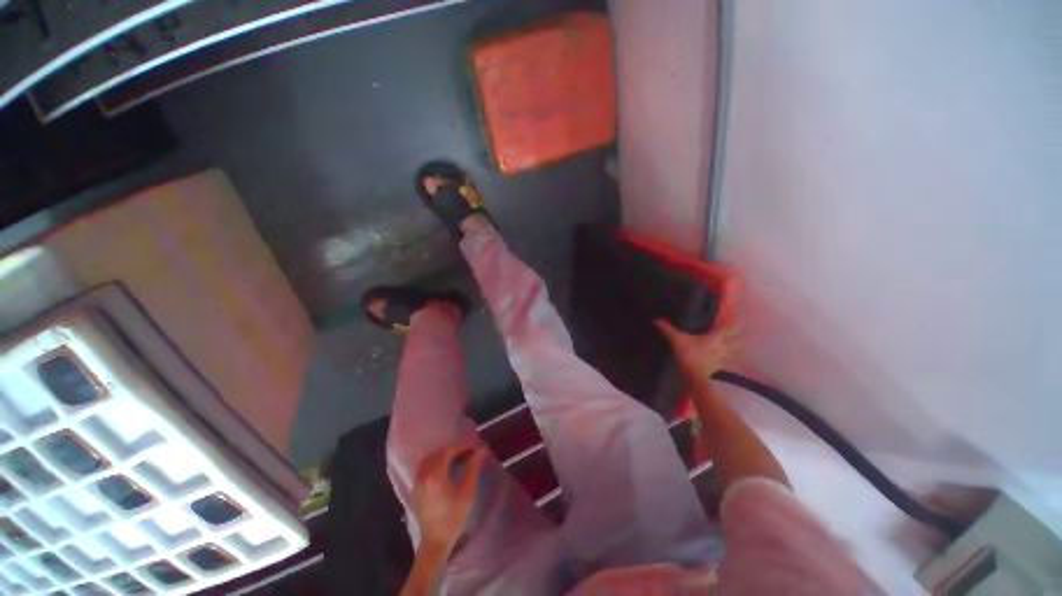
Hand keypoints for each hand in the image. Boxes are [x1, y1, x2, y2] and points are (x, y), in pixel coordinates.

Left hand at [411, 441, 487, 549]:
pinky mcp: (415, 489)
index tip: (475, 446)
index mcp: (435, 474)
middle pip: (438, 453)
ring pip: (430, 459)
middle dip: (454, 449)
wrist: (436, 542)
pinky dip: (436, 462)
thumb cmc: (454, 517)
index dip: (463, 446)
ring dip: (444, 455)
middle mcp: (423, 475)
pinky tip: (446, 468)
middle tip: (469, 452)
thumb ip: (473, 467)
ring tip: (459, 458)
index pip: (449, 451)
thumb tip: (481, 449)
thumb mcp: (468, 491)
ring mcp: (417, 482)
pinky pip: (425, 467)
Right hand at [656, 319, 739, 381]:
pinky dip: (726, 355)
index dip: (733, 318)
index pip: (729, 325)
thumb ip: (668, 330)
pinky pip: (726, 359)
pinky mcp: (721, 368)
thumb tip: (656, 320)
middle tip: (732, 324)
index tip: (735, 311)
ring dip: (733, 343)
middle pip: (735, 336)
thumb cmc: (693, 357)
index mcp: (717, 336)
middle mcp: (725, 346)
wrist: (700, 381)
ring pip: (733, 348)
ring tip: (728, 339)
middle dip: (735, 330)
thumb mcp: (678, 341)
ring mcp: (724, 358)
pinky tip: (720, 356)